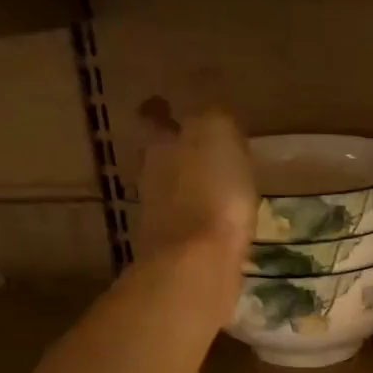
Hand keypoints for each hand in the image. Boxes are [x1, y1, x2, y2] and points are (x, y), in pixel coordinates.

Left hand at [136, 96, 255, 264]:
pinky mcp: (175, 252)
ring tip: (218, 191)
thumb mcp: (220, 137)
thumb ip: (216, 121)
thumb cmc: (211, 192)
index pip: (154, 118)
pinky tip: (220, 225)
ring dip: (191, 190)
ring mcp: (160, 218)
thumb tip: (213, 119)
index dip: (160, 112)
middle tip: (204, 153)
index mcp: (161, 145)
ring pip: (173, 193)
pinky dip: (201, 222)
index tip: (166, 107)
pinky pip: (189, 227)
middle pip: (162, 158)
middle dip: (179, 154)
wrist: (197, 264)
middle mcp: (151, 178)